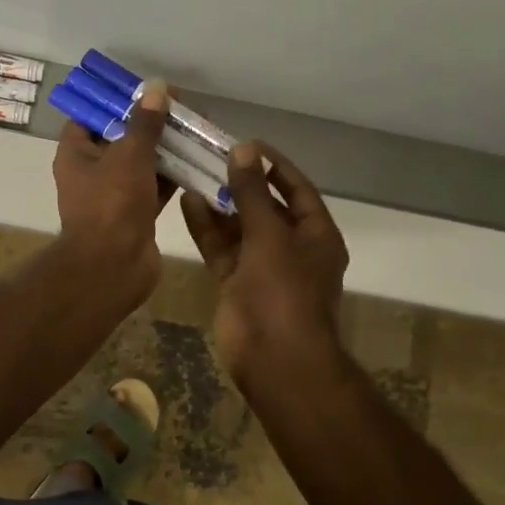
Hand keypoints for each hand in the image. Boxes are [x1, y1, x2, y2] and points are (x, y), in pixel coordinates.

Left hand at [52, 79, 174, 306]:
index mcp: (76, 154)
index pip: (91, 117)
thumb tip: (156, 88)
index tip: (145, 90)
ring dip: (165, 149)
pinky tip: (199, 160)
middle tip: (181, 108)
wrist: (114, 266)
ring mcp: (114, 197)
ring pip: (141, 164)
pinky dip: (173, 177)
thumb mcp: (130, 155)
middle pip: (120, 139)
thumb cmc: (113, 204)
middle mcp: (91, 173)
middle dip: (149, 124)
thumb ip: (145, 122)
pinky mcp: (136, 216)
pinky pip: (155, 188)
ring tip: (196, 129)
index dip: (116, 101)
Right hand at [180, 142, 348, 379]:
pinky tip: (188, 204)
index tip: (245, 143)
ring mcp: (263, 268)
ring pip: (240, 229)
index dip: (273, 165)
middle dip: (241, 183)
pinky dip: (208, 230)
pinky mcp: (238, 285)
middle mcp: (292, 248)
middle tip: (209, 156)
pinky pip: (223, 251)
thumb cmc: (283, 293)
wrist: (275, 360)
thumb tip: (244, 150)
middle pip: (266, 207)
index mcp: (316, 234)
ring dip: (220, 205)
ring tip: (193, 174)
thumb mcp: (269, 236)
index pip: (296, 188)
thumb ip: (253, 193)